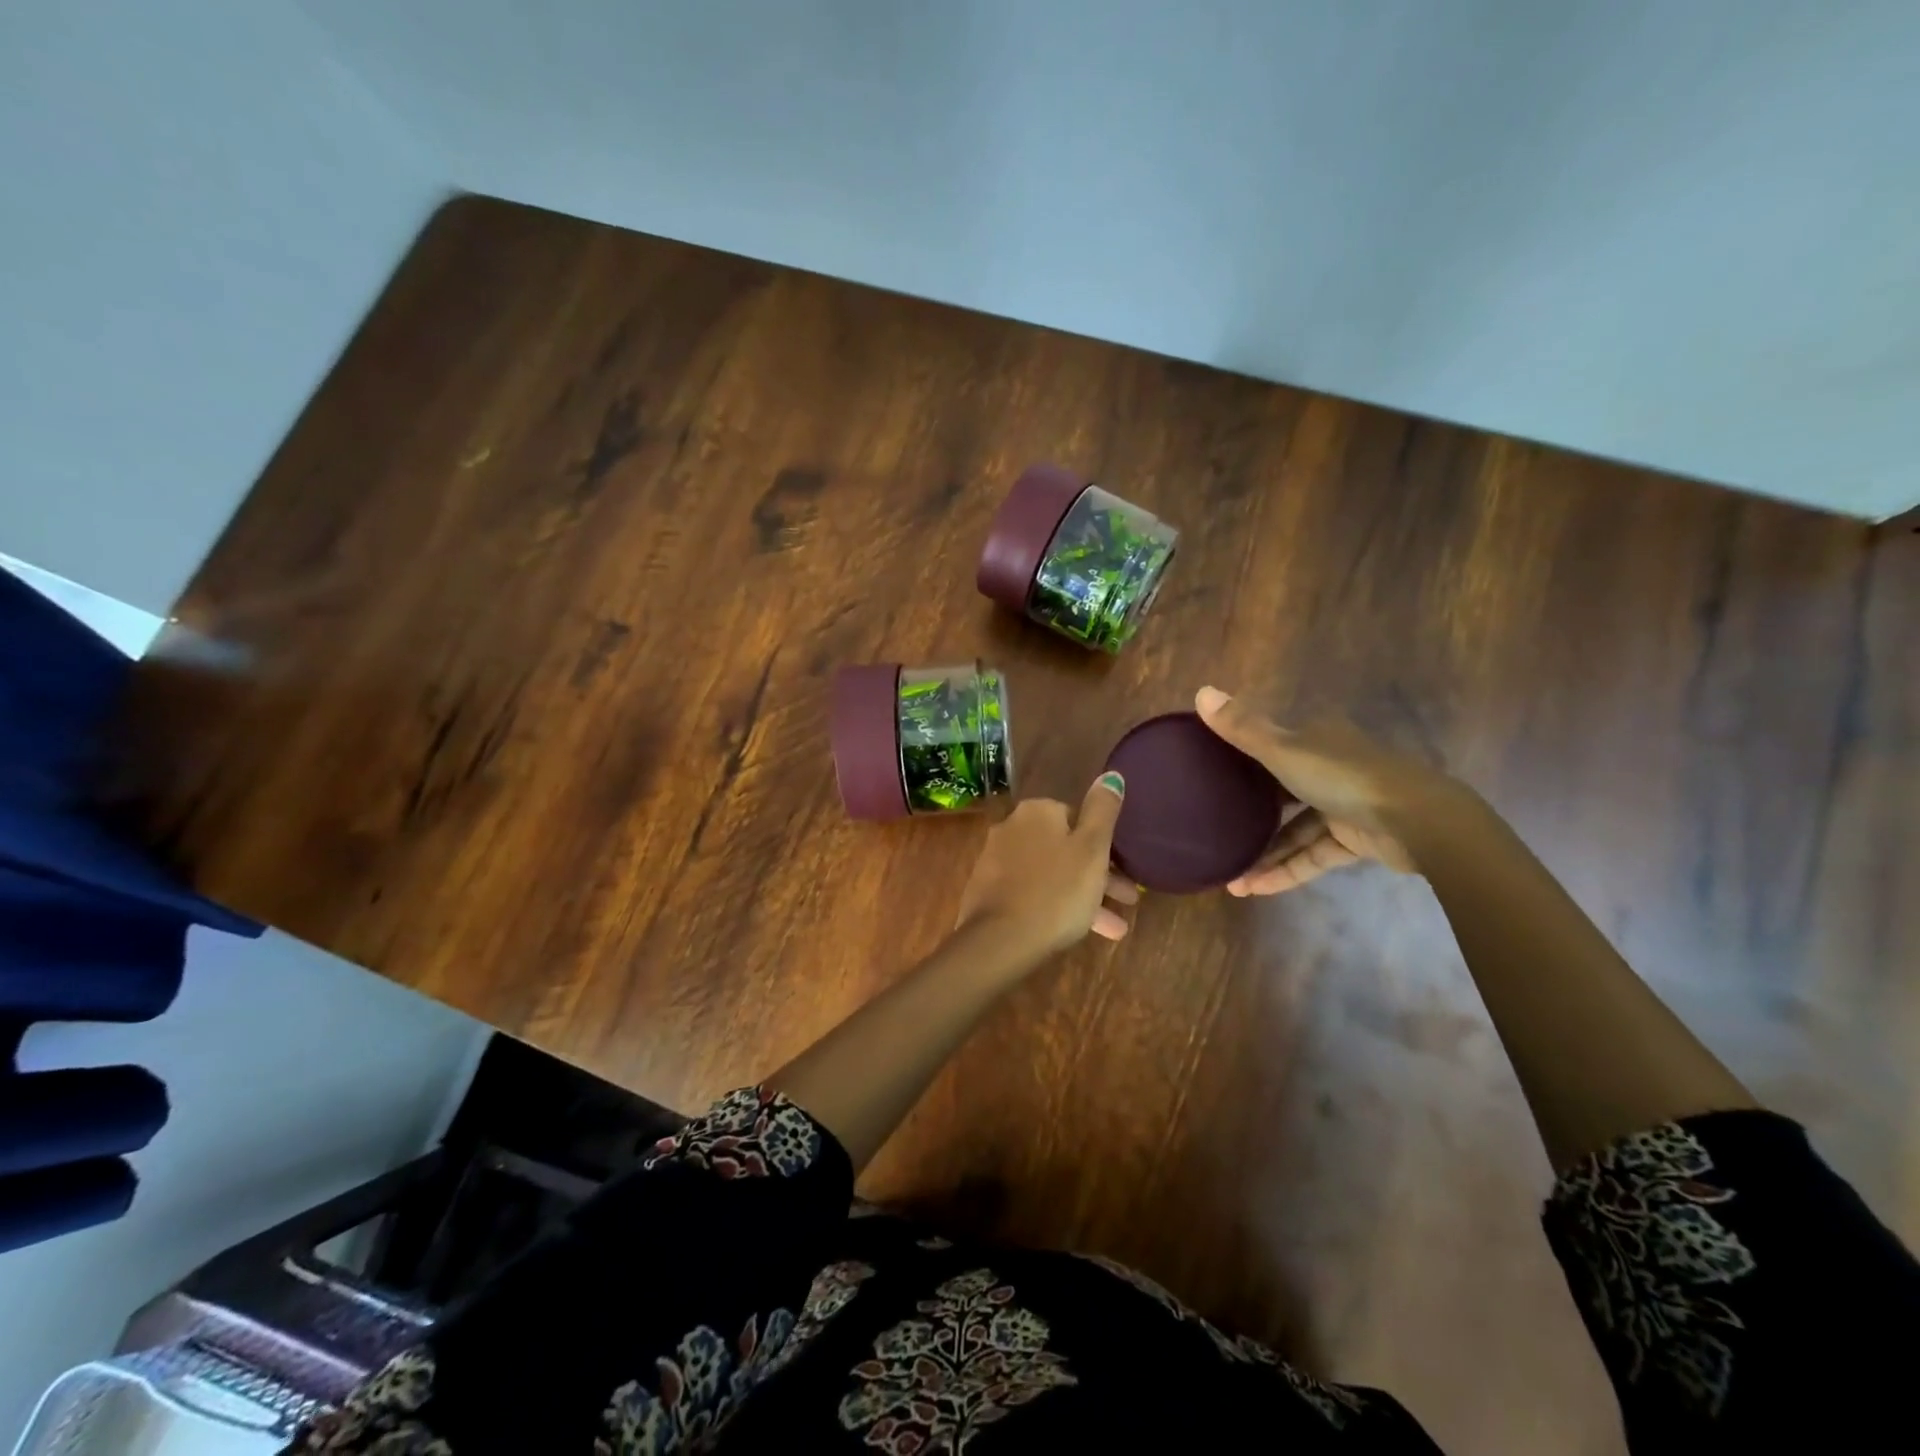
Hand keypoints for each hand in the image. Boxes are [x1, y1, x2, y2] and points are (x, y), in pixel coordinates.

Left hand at [956, 774, 1137, 957]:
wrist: (1000, 940)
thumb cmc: (1057, 891)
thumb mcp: (1092, 849)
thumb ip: (1103, 810)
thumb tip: (1111, 775)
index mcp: (1037, 812)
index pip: (1077, 818)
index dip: (1104, 846)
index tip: (1125, 871)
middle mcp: (1012, 827)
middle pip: (1064, 848)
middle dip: (1097, 875)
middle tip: (1127, 900)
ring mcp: (996, 861)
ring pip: (1051, 874)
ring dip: (1082, 896)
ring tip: (1113, 929)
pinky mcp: (988, 892)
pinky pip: (1031, 893)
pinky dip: (1055, 907)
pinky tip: (1075, 932)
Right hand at [1195, 686, 1471, 894]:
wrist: (1419, 822)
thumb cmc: (1344, 777)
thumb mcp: (1284, 750)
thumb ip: (1243, 728)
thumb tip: (1200, 691)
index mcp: (1315, 739)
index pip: (1270, 744)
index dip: (1239, 757)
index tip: (1208, 775)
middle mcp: (1328, 768)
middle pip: (1280, 790)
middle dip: (1249, 814)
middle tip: (1214, 831)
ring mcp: (1343, 806)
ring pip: (1294, 830)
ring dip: (1264, 854)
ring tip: (1230, 880)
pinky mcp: (1354, 840)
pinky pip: (1312, 855)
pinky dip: (1286, 870)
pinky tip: (1254, 889)